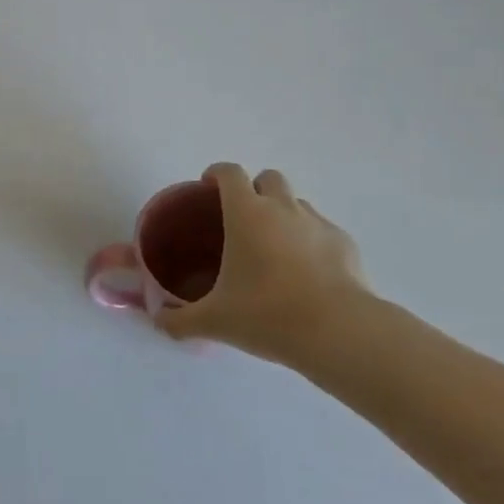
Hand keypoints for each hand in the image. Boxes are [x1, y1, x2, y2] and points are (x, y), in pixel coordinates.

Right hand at [157, 163, 369, 363]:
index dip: (216, 174)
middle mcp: (282, 207)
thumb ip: (181, 320)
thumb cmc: (267, 314)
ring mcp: (316, 222)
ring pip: (296, 202)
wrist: (338, 331)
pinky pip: (321, 230)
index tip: (208, 187)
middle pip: (267, 177)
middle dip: (255, 189)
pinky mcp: (344, 242)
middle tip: (244, 220)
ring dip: (283, 214)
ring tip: (276, 249)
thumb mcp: (215, 321)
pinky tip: (308, 274)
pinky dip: (311, 241)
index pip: (229, 172)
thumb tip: (159, 322)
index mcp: (246, 212)